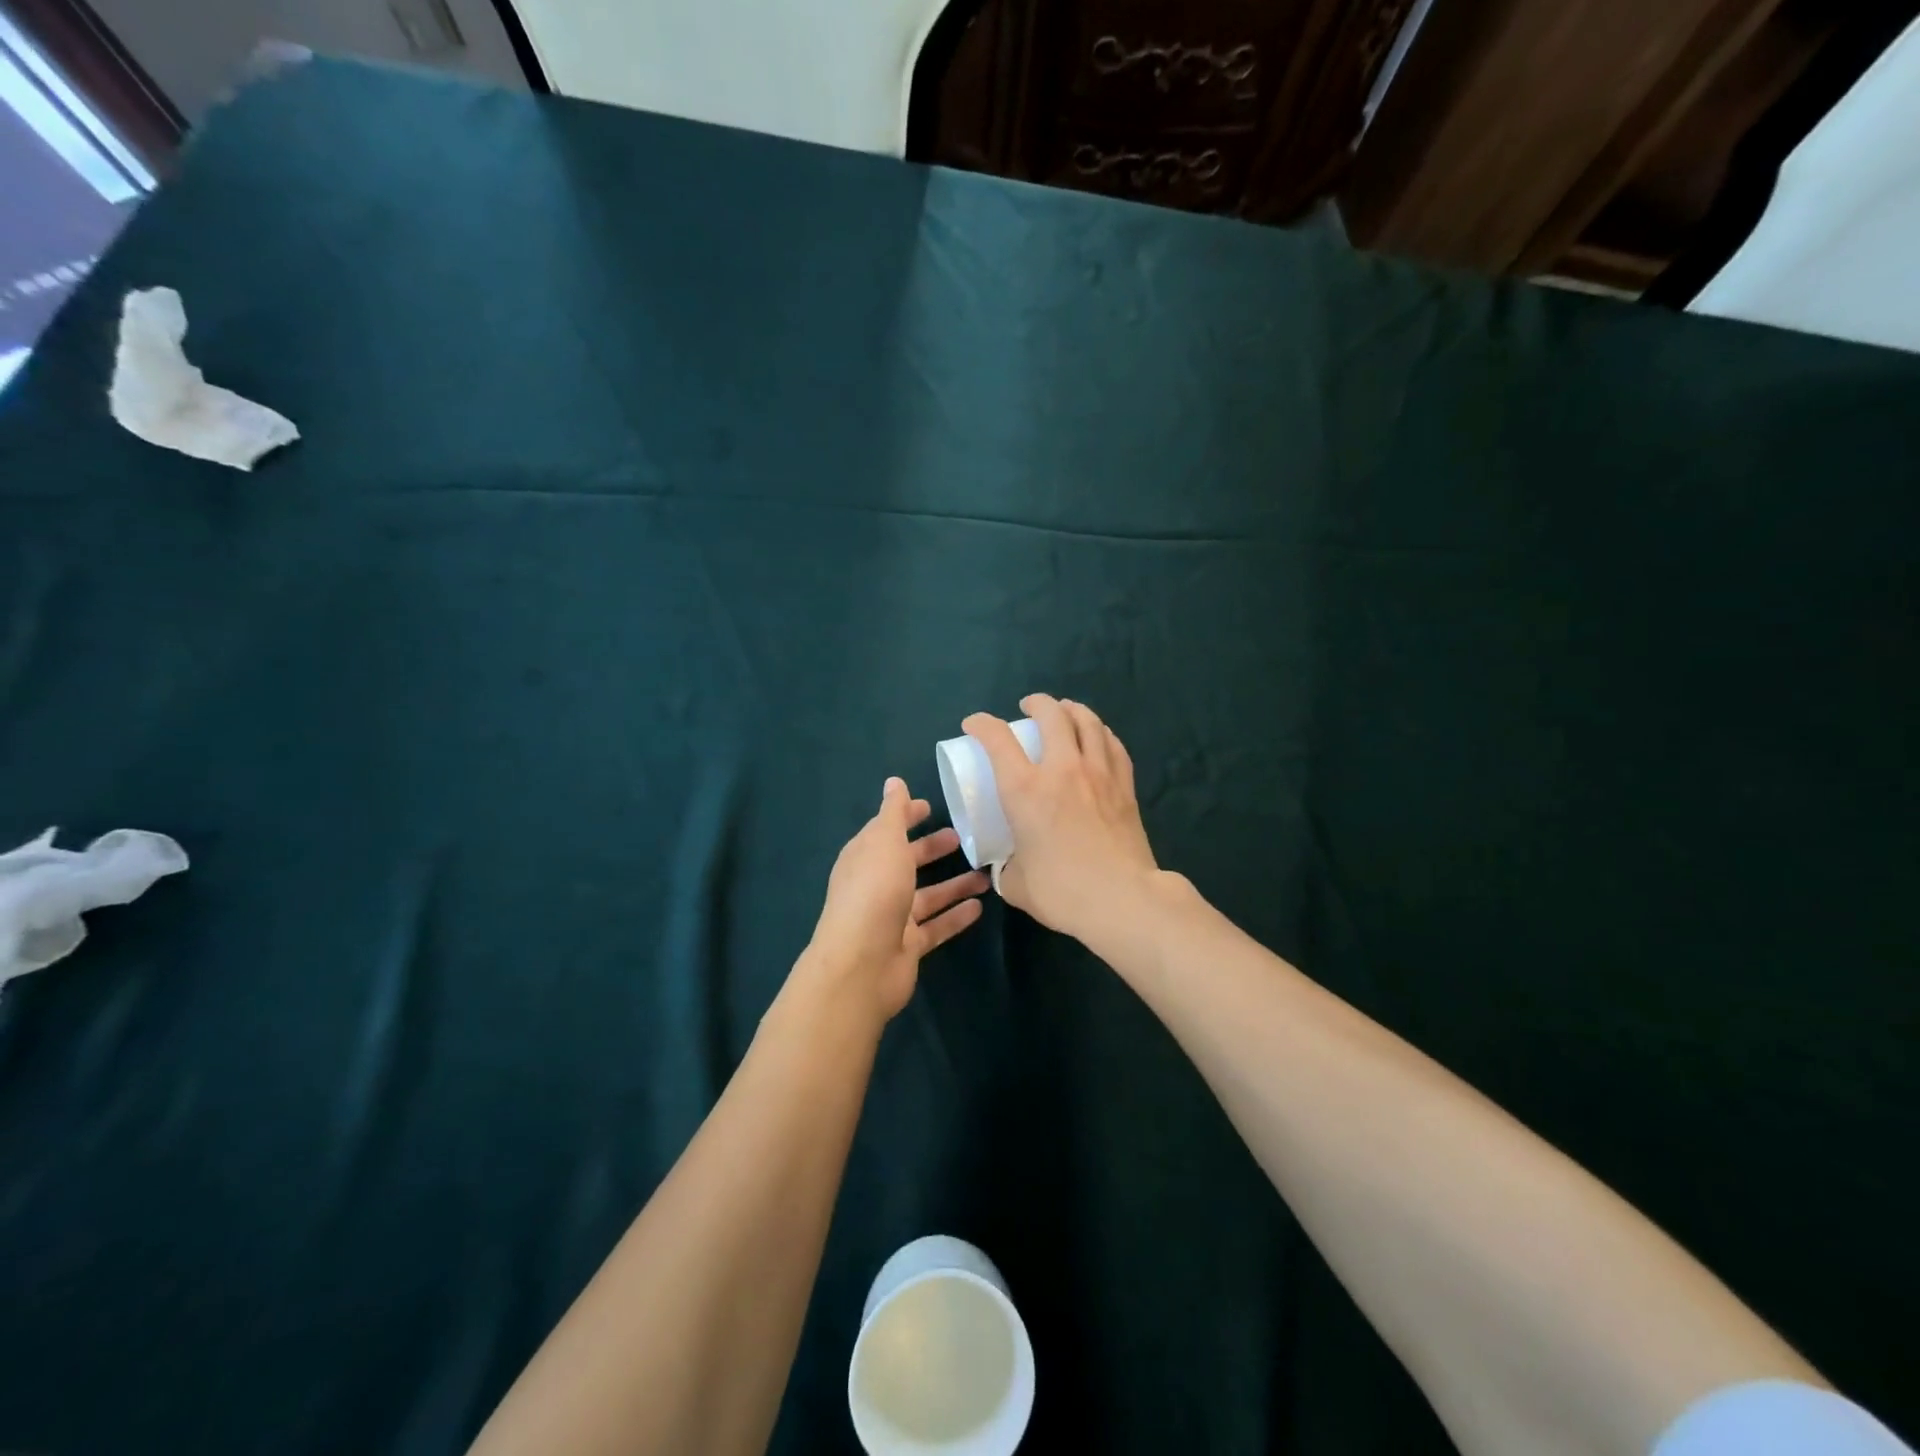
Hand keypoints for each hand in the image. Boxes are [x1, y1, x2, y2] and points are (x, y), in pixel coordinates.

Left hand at [799, 778, 989, 1025]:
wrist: (862, 965)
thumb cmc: (874, 892)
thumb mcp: (884, 842)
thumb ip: (893, 813)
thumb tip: (894, 782)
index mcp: (865, 857)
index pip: (886, 829)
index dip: (905, 816)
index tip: (930, 806)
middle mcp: (877, 885)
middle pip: (907, 862)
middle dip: (931, 849)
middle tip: (964, 838)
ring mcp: (892, 918)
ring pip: (927, 896)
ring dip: (953, 884)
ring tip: (984, 874)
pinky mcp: (909, 946)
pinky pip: (936, 926)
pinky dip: (955, 916)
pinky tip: (979, 906)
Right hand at [961, 694, 1159, 941]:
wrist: (1122, 899)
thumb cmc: (1062, 892)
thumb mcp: (1015, 883)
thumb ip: (1007, 867)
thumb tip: (1009, 864)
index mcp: (1025, 790)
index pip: (998, 739)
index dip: (982, 724)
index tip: (974, 725)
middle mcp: (1062, 770)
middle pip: (1051, 715)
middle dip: (1036, 703)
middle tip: (1028, 707)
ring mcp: (1098, 774)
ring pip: (1087, 722)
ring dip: (1071, 709)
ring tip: (1064, 710)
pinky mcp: (1125, 787)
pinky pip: (1113, 745)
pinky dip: (1100, 733)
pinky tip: (1097, 736)